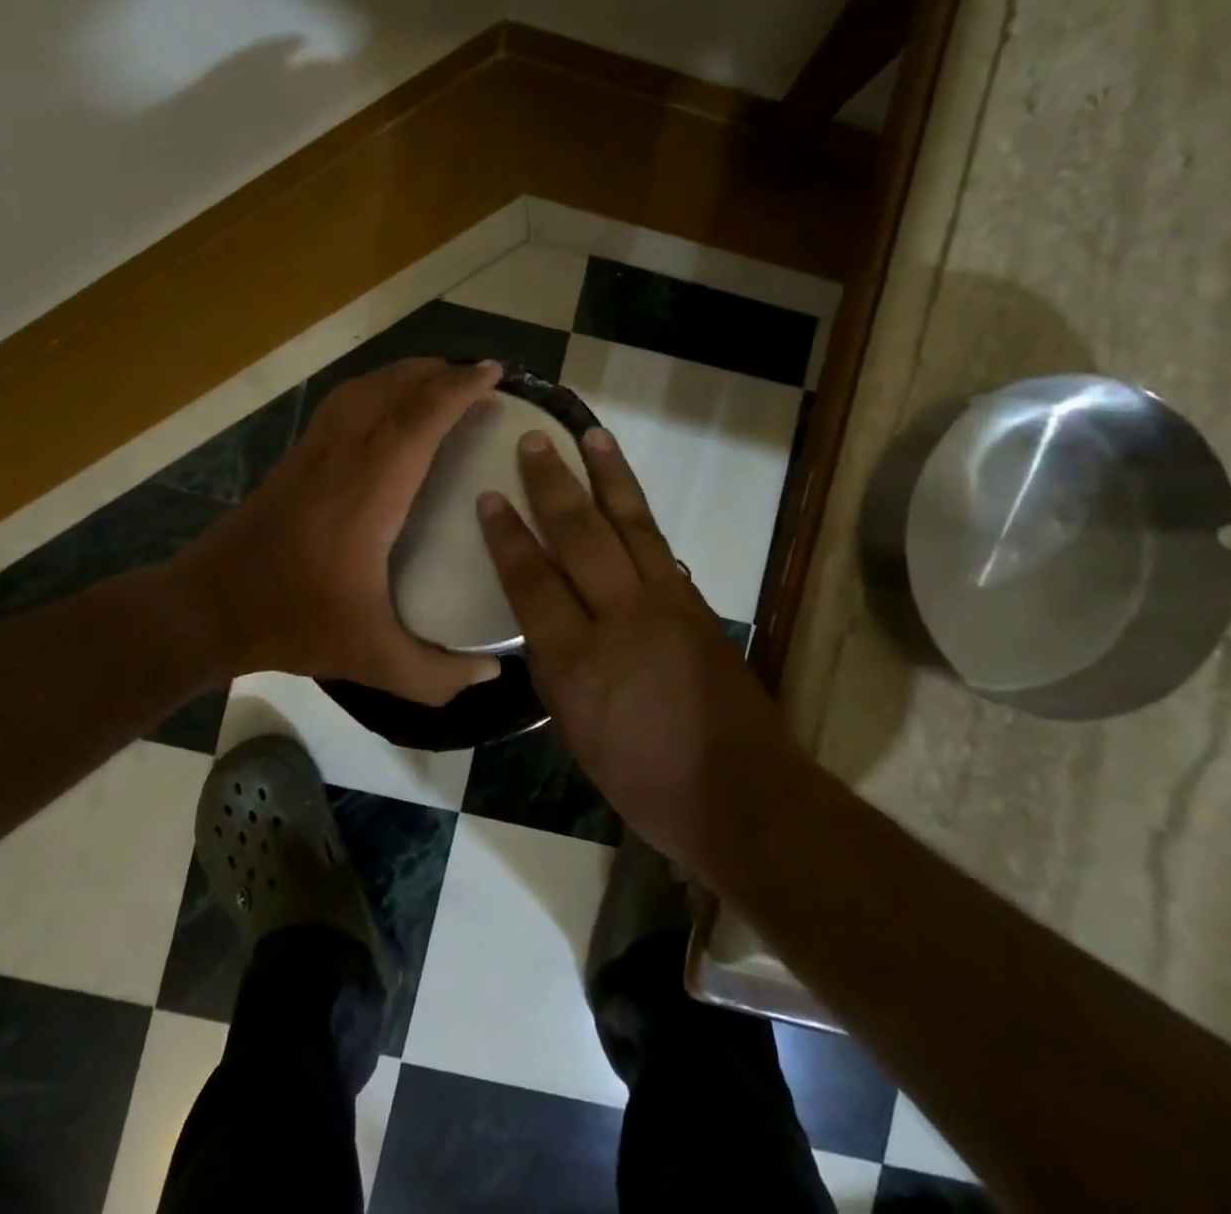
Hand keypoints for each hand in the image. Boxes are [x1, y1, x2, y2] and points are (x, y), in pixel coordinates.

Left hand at [176, 359, 504, 705]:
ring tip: (441, 381)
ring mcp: (312, 452)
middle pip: (392, 390)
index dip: (457, 390)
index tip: (493, 375)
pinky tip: (388, 408)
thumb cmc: (293, 623)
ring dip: (406, 376)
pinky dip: (376, 389)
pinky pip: (344, 404)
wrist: (207, 609)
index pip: (417, 420)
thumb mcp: (371, 660)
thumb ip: (435, 675)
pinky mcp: (295, 458)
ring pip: (364, 389)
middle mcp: (341, 458)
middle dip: (439, 373)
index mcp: (367, 494)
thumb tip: (491, 674)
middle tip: (479, 376)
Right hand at [477, 427, 797, 875]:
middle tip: (534, 440)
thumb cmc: (644, 781)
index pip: (532, 581)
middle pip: (579, 535)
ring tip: (591, 435)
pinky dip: (639, 513)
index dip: (508, 536)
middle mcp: (619, 618)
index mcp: (576, 662)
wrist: (740, 793)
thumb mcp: (576, 733)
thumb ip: (556, 669)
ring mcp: (665, 603)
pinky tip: (627, 494)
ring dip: (608, 475)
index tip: (489, 496)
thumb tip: (547, 623)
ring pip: (629, 523)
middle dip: (553, 483)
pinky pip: (659, 545)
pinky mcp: (696, 603)